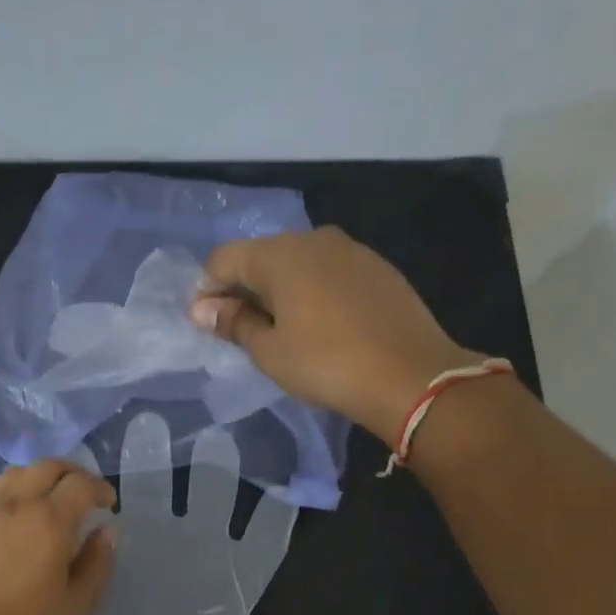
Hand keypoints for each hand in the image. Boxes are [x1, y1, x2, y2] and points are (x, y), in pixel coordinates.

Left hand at [0, 459, 117, 614]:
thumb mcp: (79, 604)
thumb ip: (97, 561)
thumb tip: (107, 530)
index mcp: (49, 521)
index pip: (81, 484)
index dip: (100, 489)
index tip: (108, 504)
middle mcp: (14, 505)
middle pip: (46, 467)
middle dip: (71, 473)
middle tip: (82, 492)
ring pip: (12, 474)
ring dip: (36, 478)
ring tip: (45, 498)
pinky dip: (4, 493)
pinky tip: (8, 514)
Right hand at [189, 227, 477, 448]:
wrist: (411, 376)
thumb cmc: (327, 364)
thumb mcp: (269, 351)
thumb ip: (234, 323)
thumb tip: (203, 309)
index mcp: (280, 255)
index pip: (224, 259)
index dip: (207, 290)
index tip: (207, 324)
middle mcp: (313, 239)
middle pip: (261, 256)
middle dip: (243, 288)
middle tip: (240, 329)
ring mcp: (350, 249)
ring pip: (297, 262)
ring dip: (278, 289)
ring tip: (280, 328)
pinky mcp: (377, 267)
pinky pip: (328, 271)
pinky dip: (311, 290)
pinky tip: (318, 323)